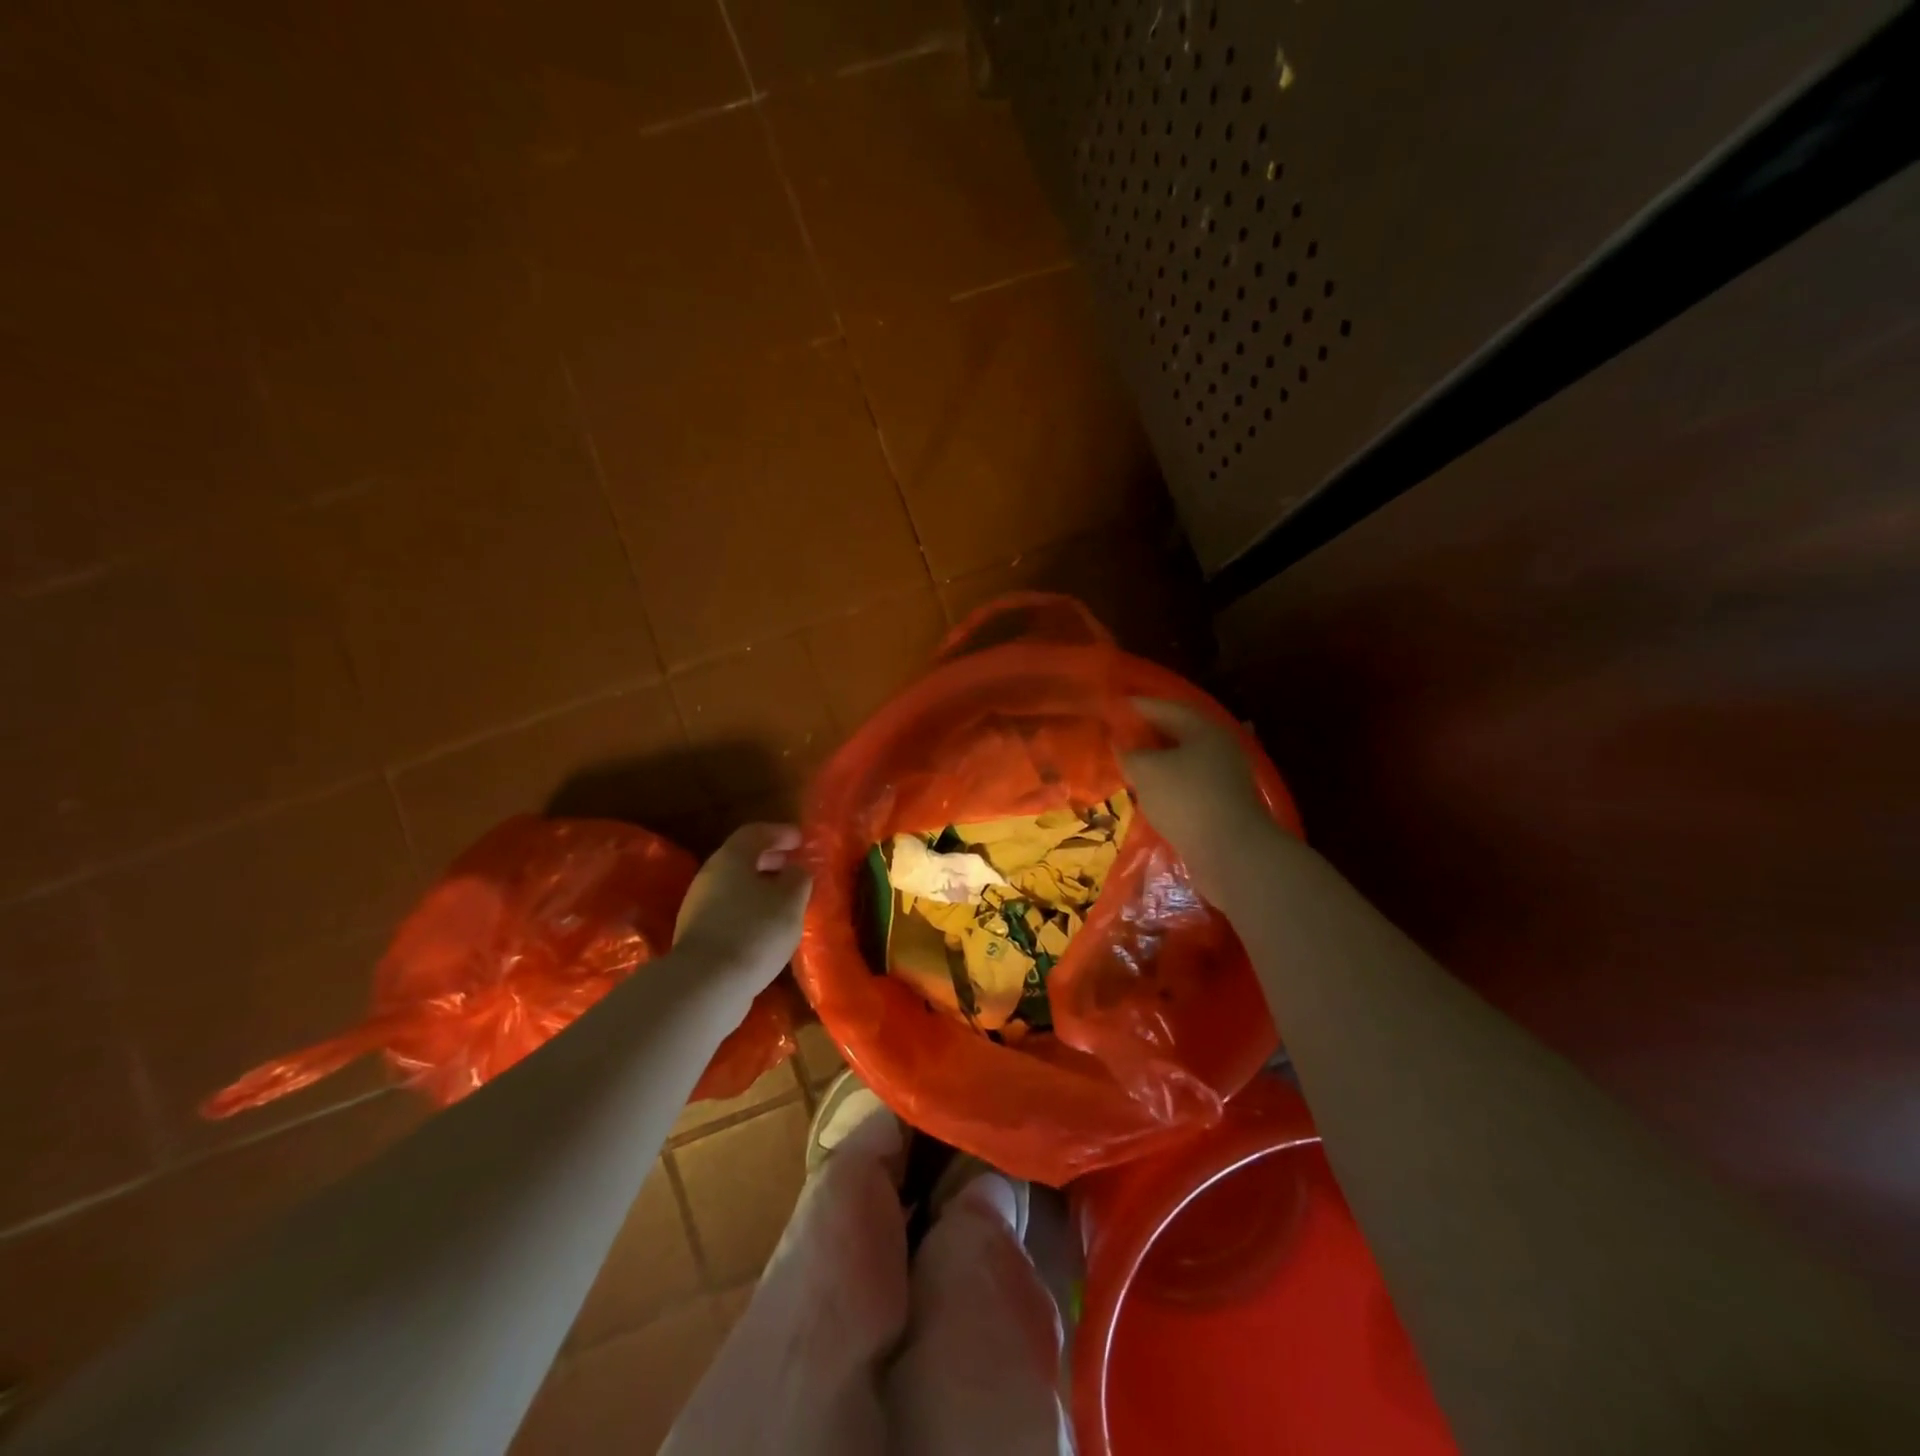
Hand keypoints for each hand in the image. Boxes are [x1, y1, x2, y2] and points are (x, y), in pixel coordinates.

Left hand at [673, 824, 811, 991]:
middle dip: (769, 860)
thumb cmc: (755, 931)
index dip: (780, 832)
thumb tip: (796, 870)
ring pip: (735, 886)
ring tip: (785, 900)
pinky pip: (729, 911)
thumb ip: (798, 878)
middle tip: (793, 867)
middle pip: (741, 859)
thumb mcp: (791, 900)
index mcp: (731, 858)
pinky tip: (767, 928)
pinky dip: (750, 910)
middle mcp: (710, 876)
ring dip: (760, 887)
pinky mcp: (698, 936)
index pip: (755, 832)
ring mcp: (699, 907)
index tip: (800, 839)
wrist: (707, 985)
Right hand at [1121, 698, 1275, 896]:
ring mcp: (1224, 776)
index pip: (1165, 708)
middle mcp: (1218, 746)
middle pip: (1178, 732)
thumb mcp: (1146, 771)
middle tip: (1120, 734)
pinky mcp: (1223, 803)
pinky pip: (1189, 783)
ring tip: (1131, 764)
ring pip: (1184, 759)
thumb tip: (1120, 744)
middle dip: (1149, 732)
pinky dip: (1169, 782)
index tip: (1114, 706)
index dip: (1138, 706)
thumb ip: (1129, 753)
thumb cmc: (1186, 799)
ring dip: (1158, 760)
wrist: (1232, 851)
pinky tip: (1152, 792)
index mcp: (1203, 729)